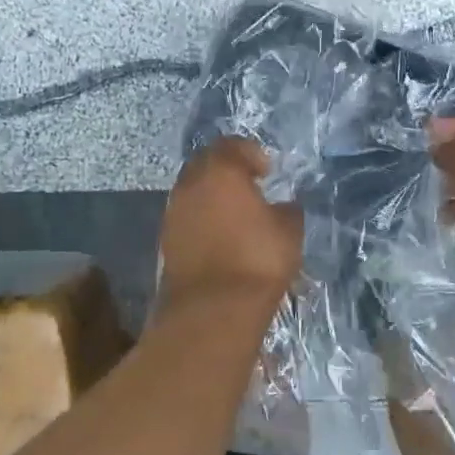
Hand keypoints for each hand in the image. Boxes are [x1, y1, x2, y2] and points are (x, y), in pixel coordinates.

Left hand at [158, 138, 302, 311]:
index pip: (232, 145)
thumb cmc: (256, 260)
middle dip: (227, 169)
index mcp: (220, 171)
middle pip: (206, 163)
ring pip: (193, 189)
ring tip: (236, 212)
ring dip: (212, 194)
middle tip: (249, 184)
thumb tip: (283, 205)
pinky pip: (186, 215)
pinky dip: (202, 217)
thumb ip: (287, 210)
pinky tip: (220, 235)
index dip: (251, 153)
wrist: (212, 309)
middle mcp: (191, 183)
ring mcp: (173, 211)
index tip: (267, 171)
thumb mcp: (289, 231)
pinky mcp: (166, 238)